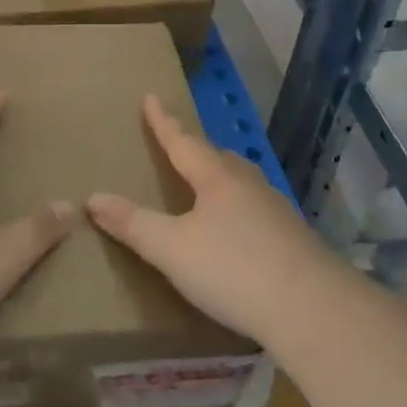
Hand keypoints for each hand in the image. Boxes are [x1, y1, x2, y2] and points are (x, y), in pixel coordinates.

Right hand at [87, 95, 337, 345]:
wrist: (315, 310)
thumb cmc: (234, 270)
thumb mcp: (171, 249)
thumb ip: (132, 224)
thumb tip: (91, 198)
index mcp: (215, 178)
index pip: (182, 141)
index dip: (163, 121)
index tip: (151, 96)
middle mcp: (247, 184)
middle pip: (216, 156)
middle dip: (194, 148)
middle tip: (178, 144)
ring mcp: (275, 210)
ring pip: (240, 181)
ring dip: (219, 176)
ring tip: (207, 183)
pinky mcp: (294, 239)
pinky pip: (256, 208)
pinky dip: (238, 207)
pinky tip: (239, 228)